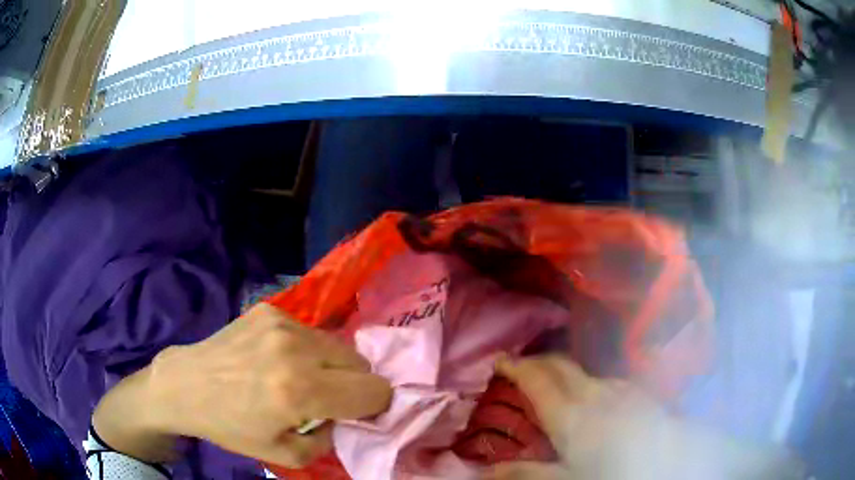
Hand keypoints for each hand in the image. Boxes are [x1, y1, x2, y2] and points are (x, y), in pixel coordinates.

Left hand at [94, 303, 391, 467]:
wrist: (186, 385)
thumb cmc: (232, 426)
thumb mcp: (287, 454)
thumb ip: (330, 438)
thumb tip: (347, 417)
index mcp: (300, 391)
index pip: (373, 390)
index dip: (375, 405)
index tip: (359, 414)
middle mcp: (295, 349)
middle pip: (360, 362)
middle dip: (353, 384)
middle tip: (328, 398)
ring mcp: (281, 322)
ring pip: (336, 344)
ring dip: (330, 365)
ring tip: (300, 378)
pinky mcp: (269, 309)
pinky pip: (309, 332)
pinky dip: (305, 350)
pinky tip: (277, 360)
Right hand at [486, 355, 803, 479]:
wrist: (678, 461)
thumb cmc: (619, 475)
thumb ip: (528, 474)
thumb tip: (485, 469)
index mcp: (573, 416)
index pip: (537, 381)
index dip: (516, 367)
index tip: (498, 360)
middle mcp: (596, 393)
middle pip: (560, 366)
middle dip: (536, 361)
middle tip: (517, 365)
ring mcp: (621, 390)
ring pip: (583, 371)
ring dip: (561, 370)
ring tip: (548, 380)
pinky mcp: (640, 394)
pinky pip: (605, 379)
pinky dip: (588, 380)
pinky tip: (593, 394)